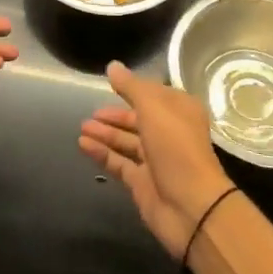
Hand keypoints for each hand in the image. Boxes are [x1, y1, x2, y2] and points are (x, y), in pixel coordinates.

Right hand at [79, 62, 236, 258]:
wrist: (191, 207)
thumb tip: (113, 66)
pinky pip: (119, 162)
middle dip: (115, 115)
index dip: (133, 88)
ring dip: (105, 133)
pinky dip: (102, 153)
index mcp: (180, 111)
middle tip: (91, 112)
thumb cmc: (176, 148)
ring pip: (127, 141)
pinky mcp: (142, 182)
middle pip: (138, 119)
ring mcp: (156, 159)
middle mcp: (169, 132)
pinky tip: (83, 144)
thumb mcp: (154, 108)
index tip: (110, 83)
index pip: (153, 94)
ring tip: (82, 126)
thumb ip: (131, 87)